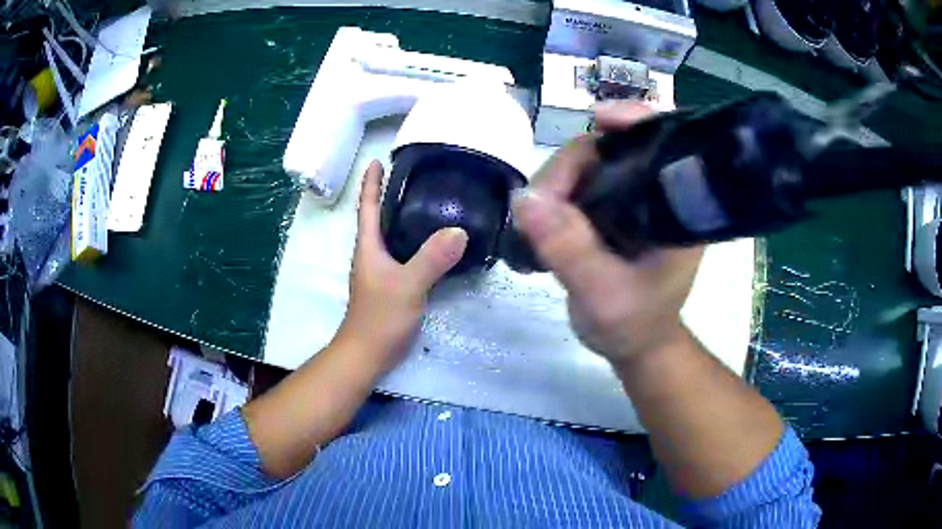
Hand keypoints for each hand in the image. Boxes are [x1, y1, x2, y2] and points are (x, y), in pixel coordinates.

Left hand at [337, 160, 467, 370]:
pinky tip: (436, 243)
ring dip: (403, 216)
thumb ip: (432, 259)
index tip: (377, 160)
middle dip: (390, 194)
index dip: (371, 183)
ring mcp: (381, 271)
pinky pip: (405, 254)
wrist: (368, 354)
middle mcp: (372, 254)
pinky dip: (416, 241)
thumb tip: (459, 230)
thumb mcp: (407, 285)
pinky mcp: (393, 285)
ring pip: (393, 235)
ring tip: (428, 201)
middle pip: (380, 217)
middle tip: (415, 175)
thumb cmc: (380, 318)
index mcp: (368, 247)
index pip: (367, 207)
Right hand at [512, 102, 702, 367]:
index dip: (634, 119)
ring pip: (588, 163)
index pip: (664, 141)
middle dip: (570, 166)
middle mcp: (656, 192)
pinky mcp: (610, 207)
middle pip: (612, 148)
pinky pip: (578, 183)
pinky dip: (554, 192)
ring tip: (534, 220)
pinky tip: (539, 215)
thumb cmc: (634, 324)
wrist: (634, 344)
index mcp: (676, 207)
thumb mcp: (603, 295)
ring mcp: (631, 197)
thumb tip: (525, 198)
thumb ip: (570, 250)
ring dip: (555, 182)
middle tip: (537, 206)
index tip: (597, 120)